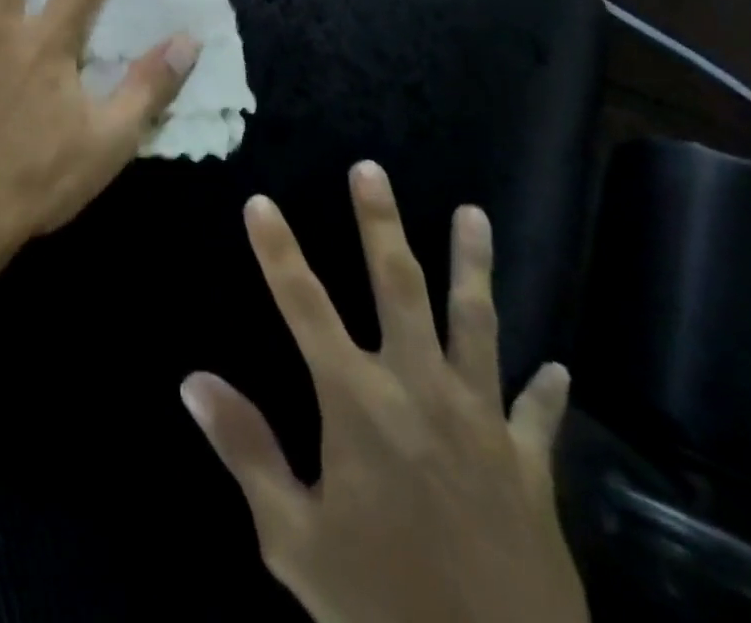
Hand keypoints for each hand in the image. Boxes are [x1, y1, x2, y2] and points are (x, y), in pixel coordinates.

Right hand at [181, 162, 586, 622]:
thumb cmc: (385, 609)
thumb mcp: (295, 541)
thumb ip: (246, 451)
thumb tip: (192, 380)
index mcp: (358, 403)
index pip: (303, 306)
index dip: (277, 251)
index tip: (259, 201)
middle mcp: (420, 390)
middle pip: (398, 287)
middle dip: (379, 224)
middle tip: (371, 170)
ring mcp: (482, 423)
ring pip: (476, 324)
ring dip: (473, 266)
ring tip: (474, 213)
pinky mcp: (529, 467)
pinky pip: (537, 416)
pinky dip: (546, 391)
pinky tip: (558, 366)